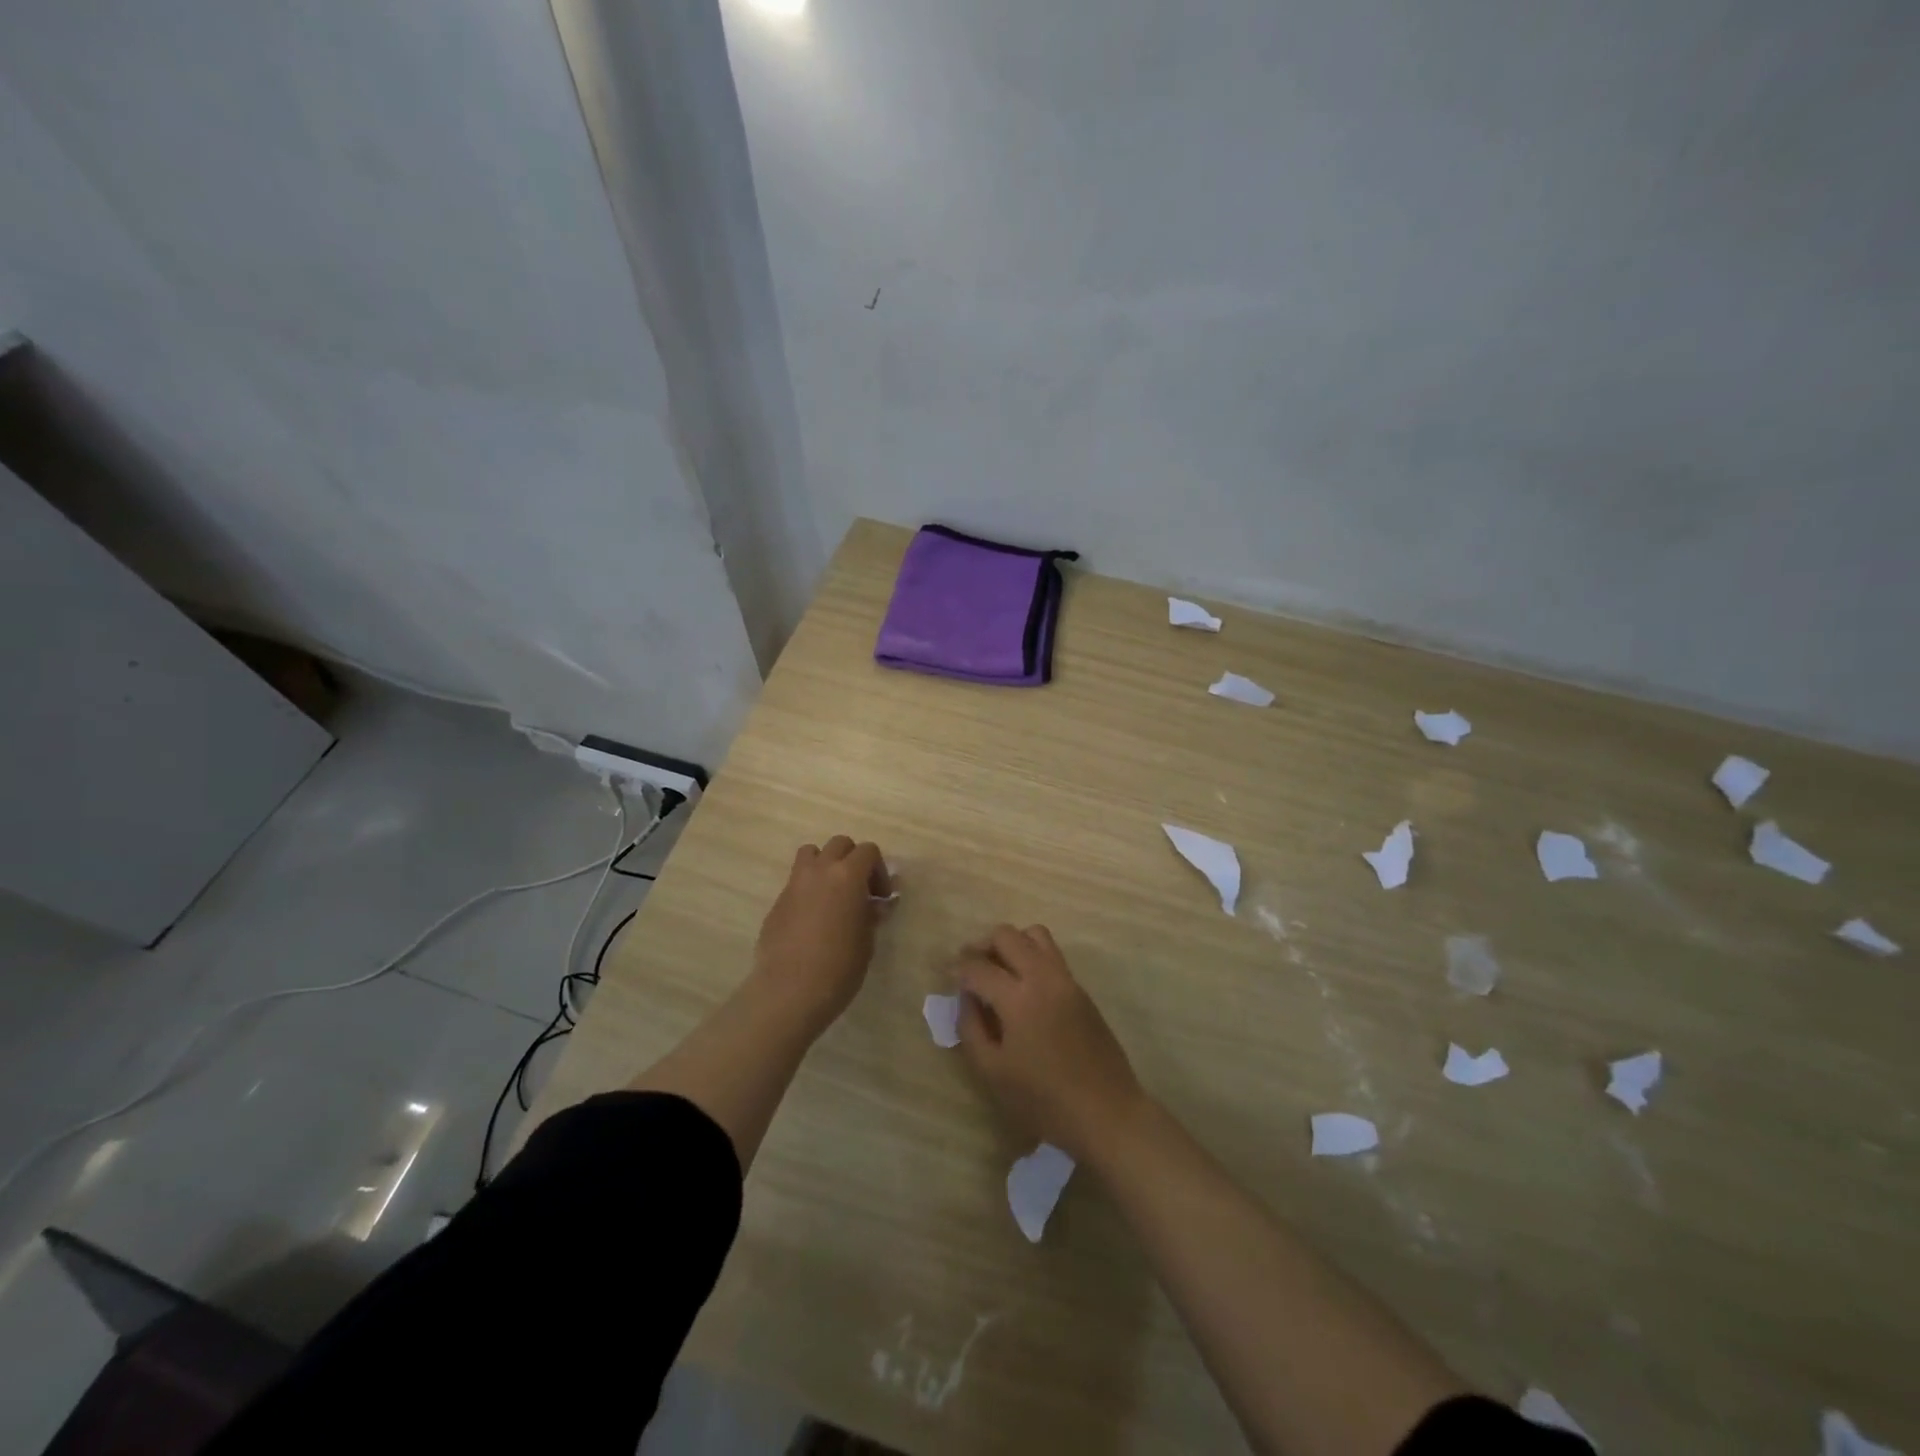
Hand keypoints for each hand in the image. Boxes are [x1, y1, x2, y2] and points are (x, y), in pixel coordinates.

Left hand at [753, 837, 889, 1032]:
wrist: (789, 991)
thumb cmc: (839, 967)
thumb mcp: (866, 941)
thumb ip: (870, 914)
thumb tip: (874, 904)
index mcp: (847, 875)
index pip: (868, 850)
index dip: (878, 870)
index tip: (881, 896)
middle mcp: (819, 870)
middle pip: (839, 844)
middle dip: (852, 860)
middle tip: (859, 890)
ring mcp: (794, 884)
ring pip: (811, 853)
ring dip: (825, 864)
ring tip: (832, 893)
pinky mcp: (777, 902)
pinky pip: (796, 881)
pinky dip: (808, 888)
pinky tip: (812, 919)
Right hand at [955, 924, 1144, 1161]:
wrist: (1107, 1112)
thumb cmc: (1044, 1100)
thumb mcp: (993, 1072)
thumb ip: (971, 1028)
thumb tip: (966, 997)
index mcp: (1018, 999)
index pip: (979, 967)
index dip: (958, 967)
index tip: (948, 974)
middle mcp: (1043, 977)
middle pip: (1007, 935)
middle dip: (982, 946)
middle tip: (971, 968)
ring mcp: (1067, 980)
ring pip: (1035, 935)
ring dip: (1012, 944)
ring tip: (999, 971)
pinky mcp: (1081, 989)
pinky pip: (1051, 955)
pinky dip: (1031, 957)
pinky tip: (1023, 988)